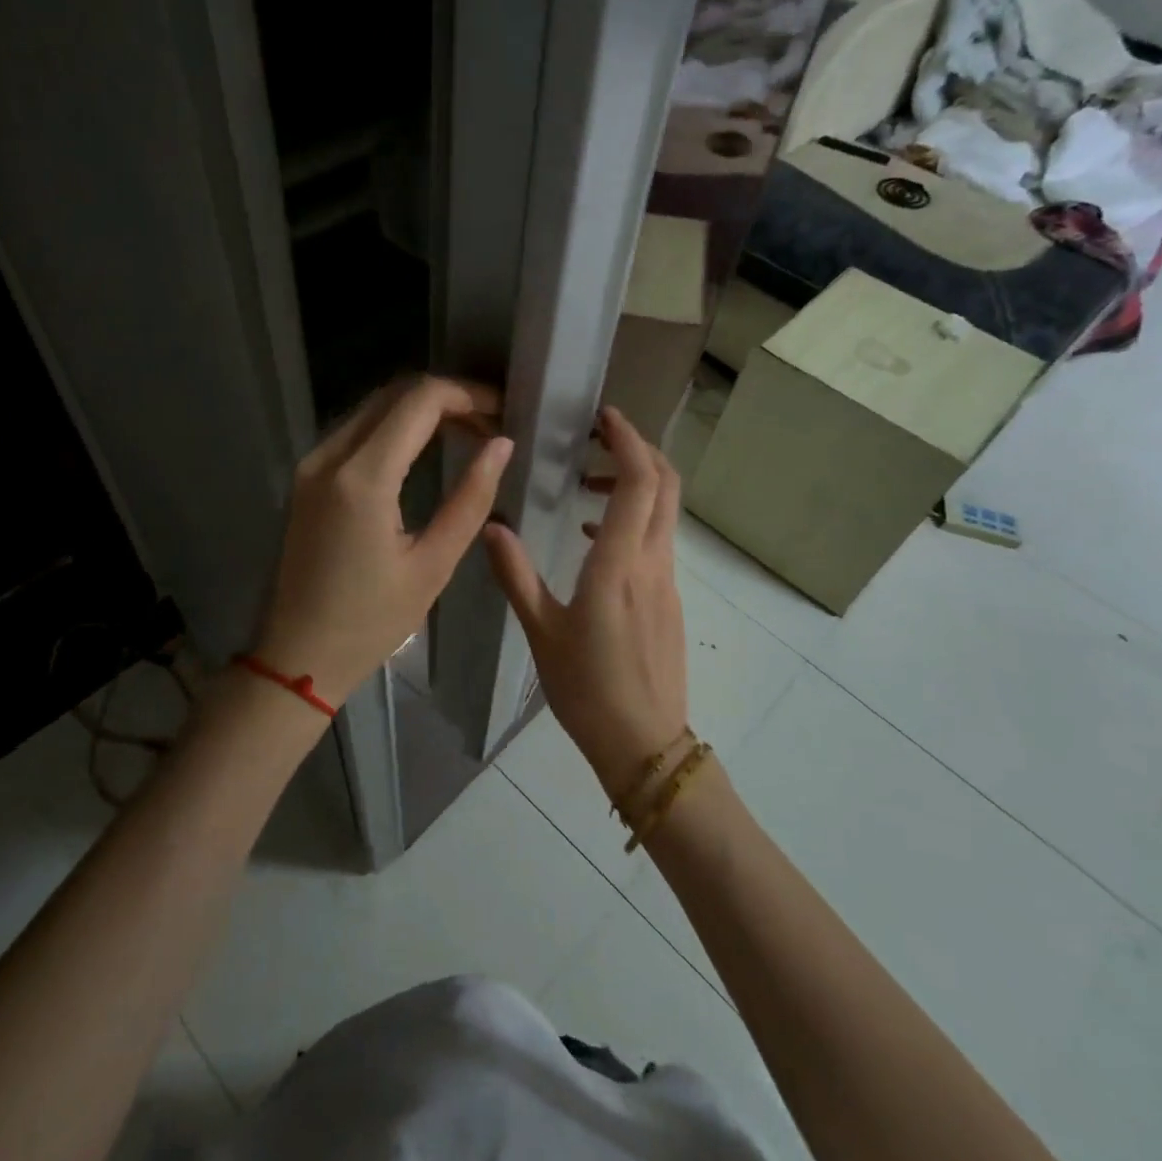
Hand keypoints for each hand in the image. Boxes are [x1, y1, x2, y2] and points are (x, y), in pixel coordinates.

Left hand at [254, 376, 511, 707]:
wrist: (298, 657)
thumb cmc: (371, 621)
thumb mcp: (433, 565)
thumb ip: (471, 499)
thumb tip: (501, 445)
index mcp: (362, 479)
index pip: (420, 401)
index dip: (467, 394)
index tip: (502, 411)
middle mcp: (329, 457)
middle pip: (395, 394)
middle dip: (447, 398)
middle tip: (490, 424)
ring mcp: (311, 465)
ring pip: (374, 408)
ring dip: (421, 409)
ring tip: (468, 433)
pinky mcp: (306, 478)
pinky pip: (356, 431)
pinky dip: (395, 427)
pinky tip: (426, 448)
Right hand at [483, 406, 687, 795]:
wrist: (644, 744)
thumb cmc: (587, 689)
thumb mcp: (541, 631)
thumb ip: (516, 574)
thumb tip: (492, 525)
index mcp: (620, 565)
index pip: (640, 482)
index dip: (628, 440)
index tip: (603, 417)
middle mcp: (653, 563)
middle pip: (666, 485)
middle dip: (639, 449)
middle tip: (598, 437)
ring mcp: (667, 581)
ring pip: (664, 511)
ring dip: (636, 483)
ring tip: (587, 484)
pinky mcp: (669, 599)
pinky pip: (658, 539)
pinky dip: (635, 517)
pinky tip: (595, 538)